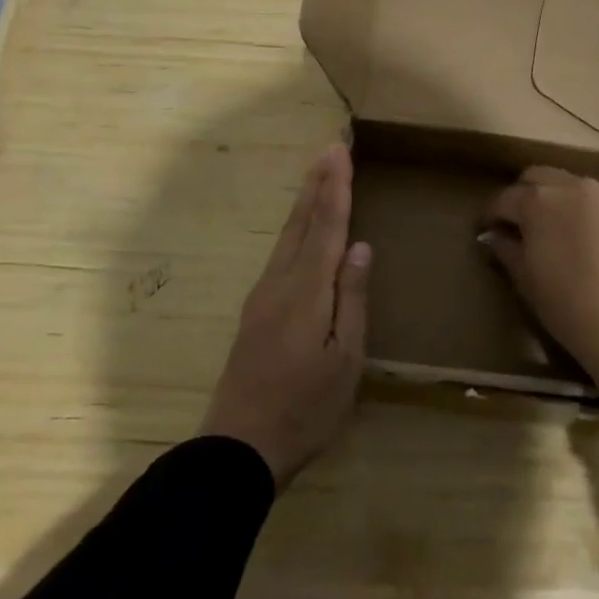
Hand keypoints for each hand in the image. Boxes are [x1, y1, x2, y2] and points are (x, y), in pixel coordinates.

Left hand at [200, 144, 370, 485]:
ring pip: (287, 236)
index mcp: (307, 290)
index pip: (327, 227)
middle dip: (318, 183)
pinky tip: (299, 229)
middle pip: (302, 222)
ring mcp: (263, 296)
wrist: (237, 449)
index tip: (340, 152)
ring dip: (305, 201)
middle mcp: (281, 282)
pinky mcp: (255, 311)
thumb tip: (361, 246)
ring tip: (317, 175)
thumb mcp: (344, 360)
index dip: (336, 188)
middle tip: (329, 148)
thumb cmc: (305, 408)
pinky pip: (280, 253)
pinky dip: (295, 228)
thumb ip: (352, 299)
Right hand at [482, 167, 598, 410]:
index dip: (490, 215)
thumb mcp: (525, 278)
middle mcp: (567, 185)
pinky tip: (571, 233)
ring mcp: (597, 195)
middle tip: (513, 224)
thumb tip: (492, 236)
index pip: (503, 199)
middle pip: (534, 178)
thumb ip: (506, 249)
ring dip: (548, 197)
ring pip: (562, 182)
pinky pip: (586, 197)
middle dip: (520, 196)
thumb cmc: (566, 303)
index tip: (484, 230)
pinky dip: (573, 205)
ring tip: (543, 227)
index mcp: (537, 200)